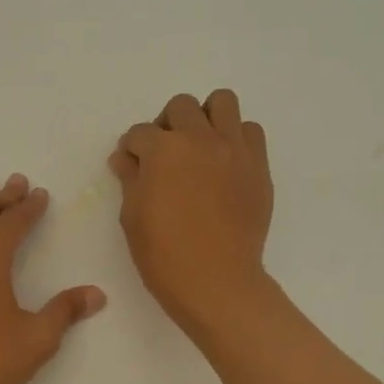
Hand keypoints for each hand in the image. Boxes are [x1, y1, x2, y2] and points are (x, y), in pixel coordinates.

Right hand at [110, 90, 273, 334]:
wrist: (216, 281)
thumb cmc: (164, 255)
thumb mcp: (132, 217)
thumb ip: (130, 179)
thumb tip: (125, 159)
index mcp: (163, 150)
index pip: (140, 133)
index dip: (131, 149)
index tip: (131, 165)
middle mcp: (200, 139)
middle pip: (181, 107)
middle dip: (166, 125)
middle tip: (164, 154)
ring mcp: (234, 150)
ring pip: (222, 102)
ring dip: (206, 118)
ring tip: (199, 147)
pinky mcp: (258, 166)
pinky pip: (250, 131)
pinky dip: (235, 138)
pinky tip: (224, 164)